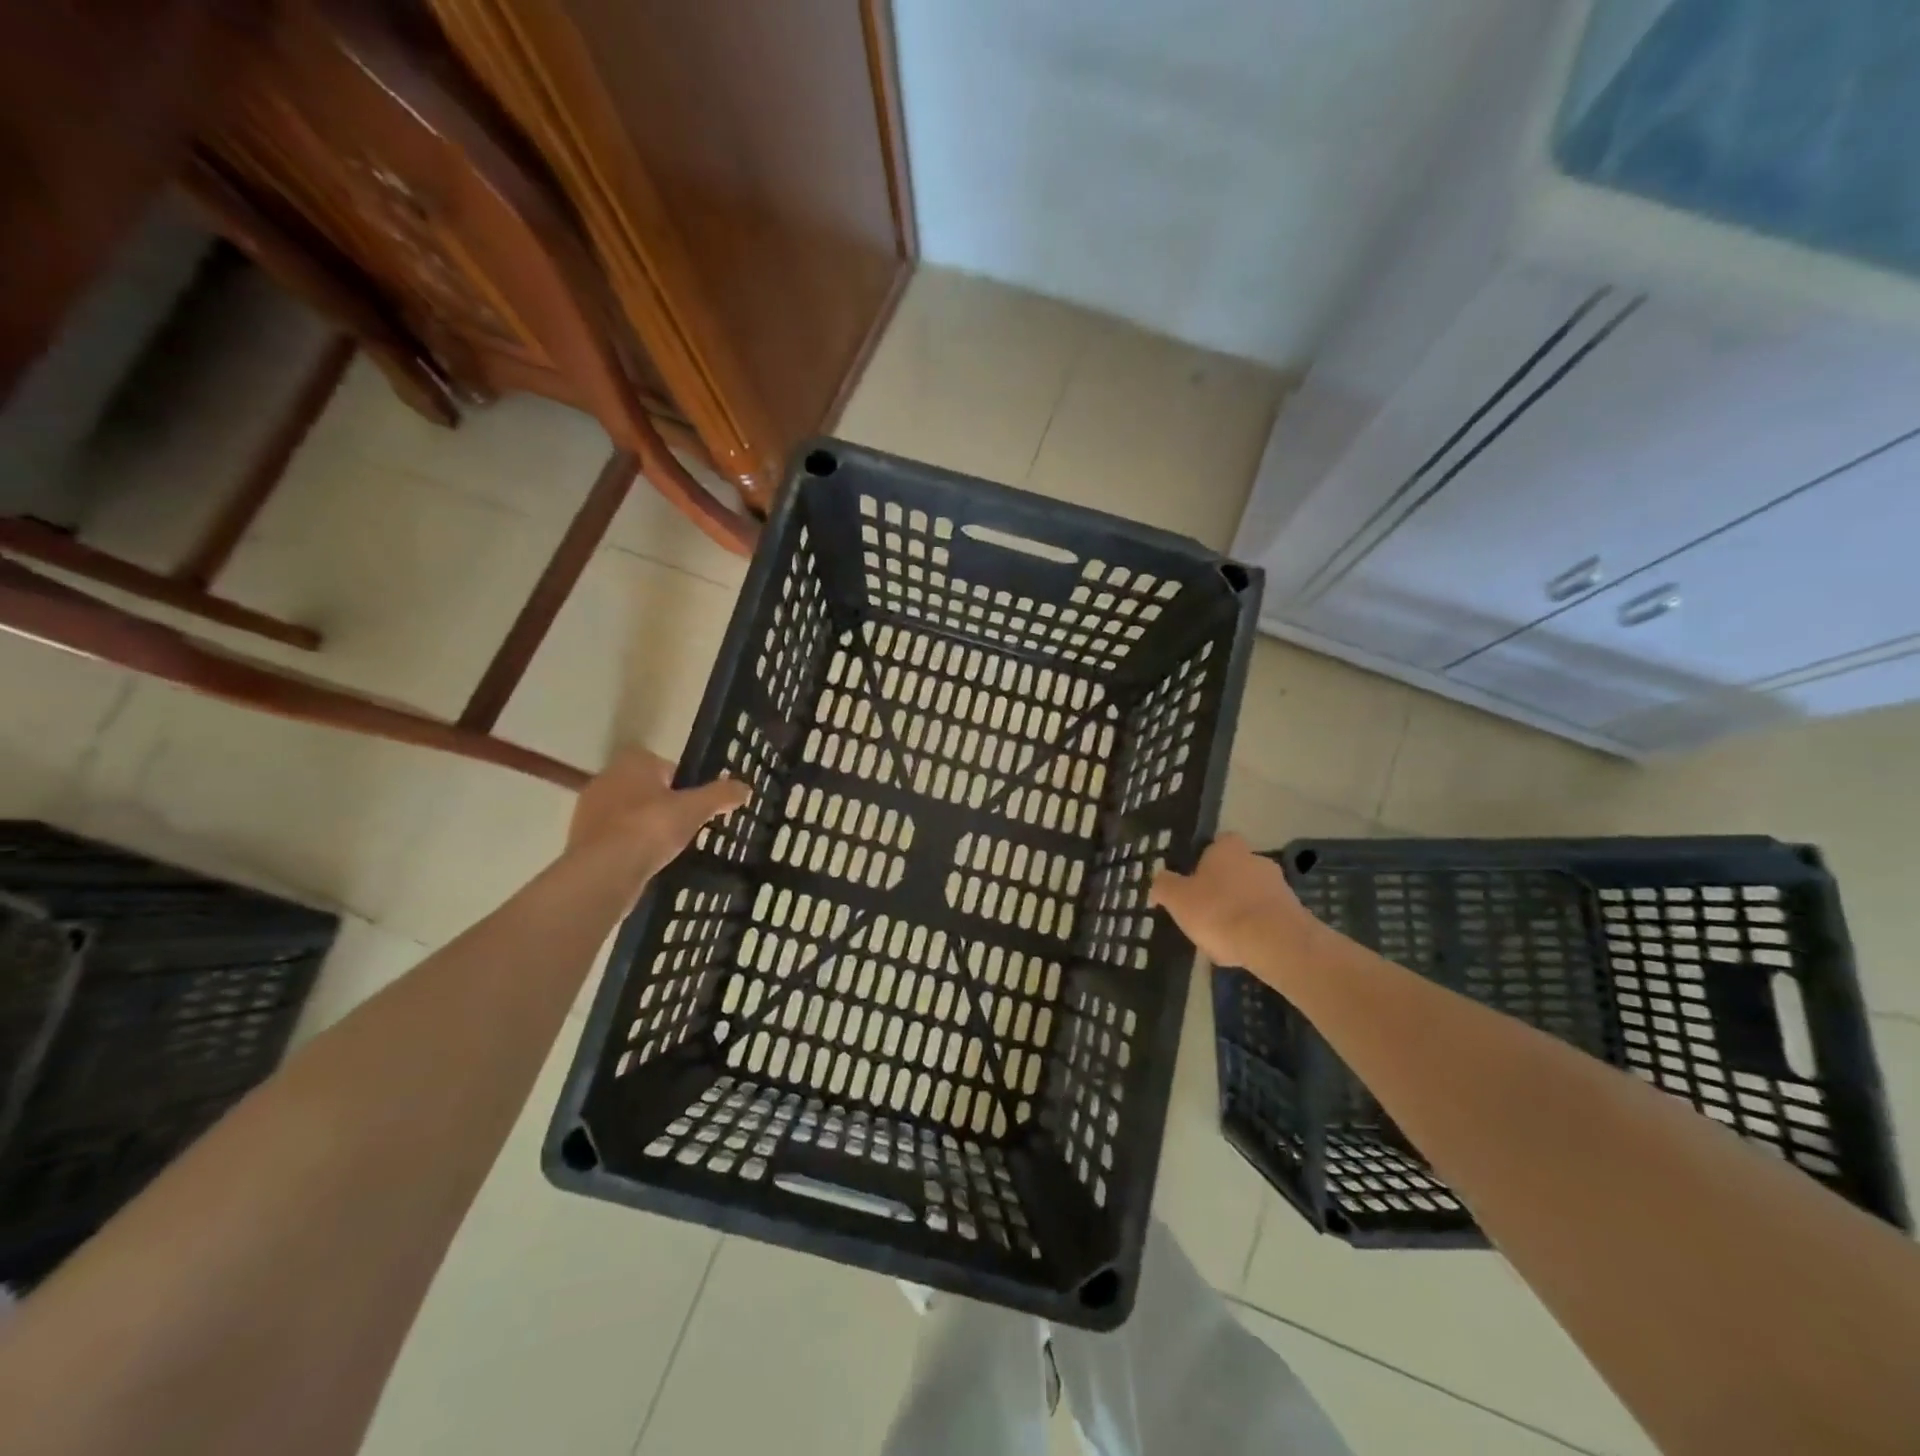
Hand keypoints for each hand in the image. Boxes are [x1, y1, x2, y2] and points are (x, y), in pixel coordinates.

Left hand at [567, 747, 749, 883]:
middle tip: (684, 825)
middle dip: (662, 804)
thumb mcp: (695, 809)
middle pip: (644, 788)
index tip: (693, 804)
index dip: (681, 782)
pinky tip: (644, 862)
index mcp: (633, 762)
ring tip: (666, 847)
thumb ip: (721, 795)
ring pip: (627, 812)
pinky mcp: (581, 839)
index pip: (663, 764)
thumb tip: (745, 788)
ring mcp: (589, 810)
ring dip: (644, 825)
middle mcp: (606, 778)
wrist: (605, 870)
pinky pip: (614, 836)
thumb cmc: (652, 827)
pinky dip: (629, 845)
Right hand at [1149, 833, 1322, 972]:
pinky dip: (1255, 930)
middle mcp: (1257, 860)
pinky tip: (1242, 950)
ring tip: (1222, 937)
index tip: (1193, 879)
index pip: (1218, 842)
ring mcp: (1280, 887)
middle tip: (1204, 910)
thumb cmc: (1219, 911)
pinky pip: (1267, 918)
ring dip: (1240, 910)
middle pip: (1236, 869)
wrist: (1276, 943)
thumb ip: (1164, 886)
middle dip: (1223, 887)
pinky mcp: (1295, 914)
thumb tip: (1159, 880)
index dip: (1205, 859)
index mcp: (1228, 849)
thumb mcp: (1177, 898)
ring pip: (1252, 895)